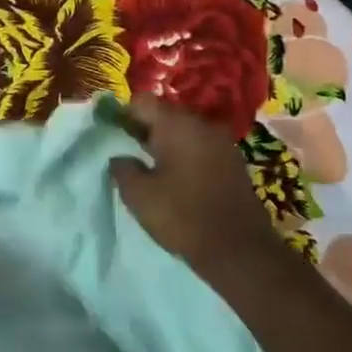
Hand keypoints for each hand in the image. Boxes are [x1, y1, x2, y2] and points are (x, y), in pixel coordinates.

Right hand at [109, 96, 281, 278]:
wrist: (238, 250)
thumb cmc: (182, 216)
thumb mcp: (138, 195)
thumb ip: (122, 168)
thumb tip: (120, 157)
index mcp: (176, 125)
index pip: (142, 102)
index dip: (123, 115)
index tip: (113, 136)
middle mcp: (202, 125)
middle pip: (165, 114)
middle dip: (145, 129)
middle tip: (128, 153)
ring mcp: (222, 143)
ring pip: (184, 132)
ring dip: (167, 144)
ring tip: (151, 169)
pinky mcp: (234, 163)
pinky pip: (201, 148)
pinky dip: (186, 156)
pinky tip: (177, 180)